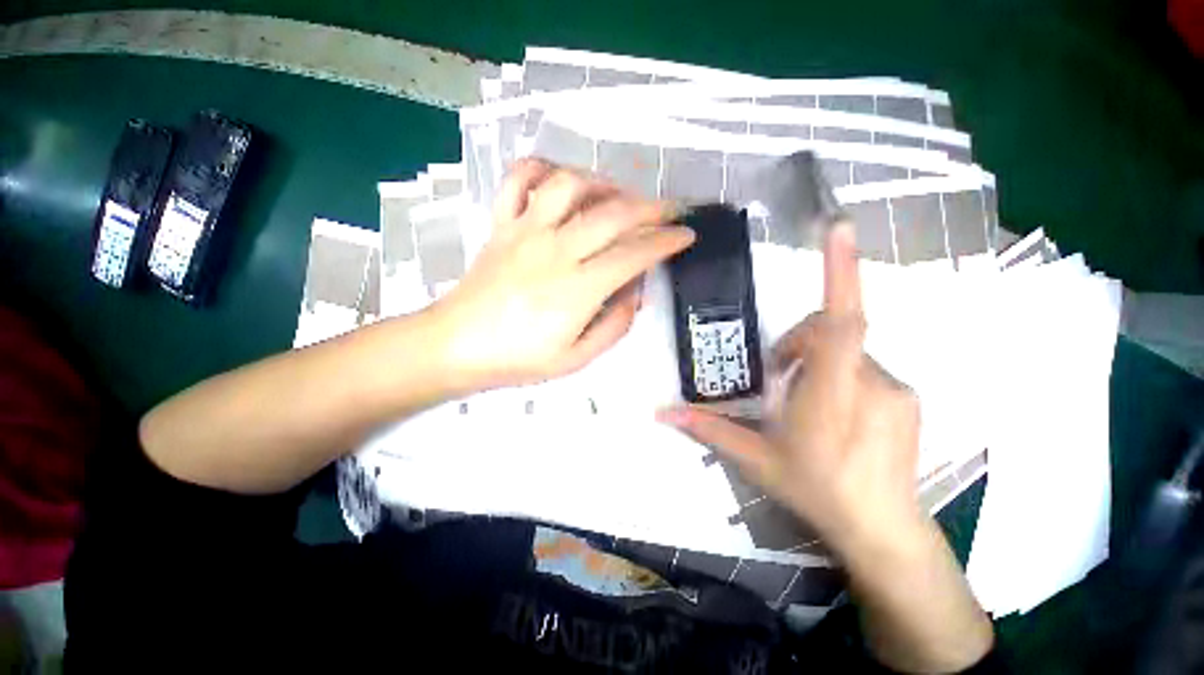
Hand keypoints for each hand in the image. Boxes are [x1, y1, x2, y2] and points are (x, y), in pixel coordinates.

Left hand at [430, 159, 694, 390]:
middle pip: (613, 214)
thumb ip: (614, 326)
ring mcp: (526, 231)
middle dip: (652, 208)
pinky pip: (520, 180)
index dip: (666, 242)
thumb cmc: (518, 359)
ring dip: (604, 184)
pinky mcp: (502, 224)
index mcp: (577, 289)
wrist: (456, 345)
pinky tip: (561, 180)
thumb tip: (634, 292)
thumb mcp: (576, 359)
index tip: (685, 235)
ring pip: (571, 185)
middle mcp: (556, 250)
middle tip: (670, 210)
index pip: (634, 255)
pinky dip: (543, 168)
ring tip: (619, 196)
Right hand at [657, 221, 924, 560]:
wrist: (883, 529)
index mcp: (830, 396)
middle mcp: (870, 383)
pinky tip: (833, 411)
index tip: (839, 226)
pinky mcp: (908, 397)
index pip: (842, 323)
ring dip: (818, 362)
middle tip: (778, 379)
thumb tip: (663, 414)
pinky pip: (868, 366)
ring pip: (850, 350)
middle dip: (798, 342)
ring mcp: (896, 389)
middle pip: (834, 330)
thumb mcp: (756, 460)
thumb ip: (710, 429)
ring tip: (804, 401)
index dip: (841, 272)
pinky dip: (841, 373)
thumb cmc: (816, 491)